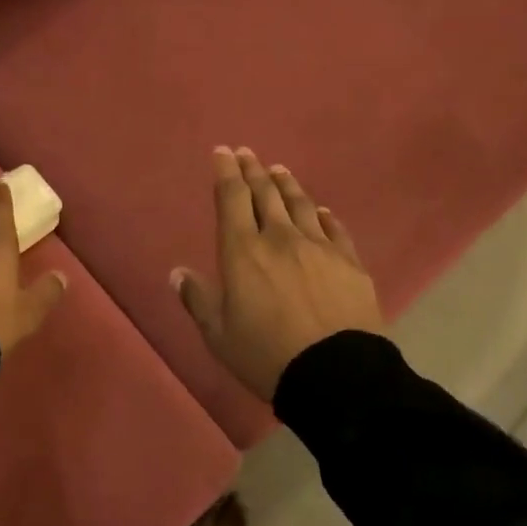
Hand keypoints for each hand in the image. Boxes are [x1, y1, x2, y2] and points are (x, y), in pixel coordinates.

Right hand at [172, 148, 383, 400]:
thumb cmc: (267, 355)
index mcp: (243, 251)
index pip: (232, 198)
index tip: (223, 151)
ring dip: (286, 184)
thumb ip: (198, 299)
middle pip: (265, 193)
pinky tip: (321, 210)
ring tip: (279, 170)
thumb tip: (177, 272)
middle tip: (247, 152)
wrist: (336, 374)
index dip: (226, 172)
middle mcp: (280, 237)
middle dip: (254, 170)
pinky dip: (324, 215)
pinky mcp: (349, 262)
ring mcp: (318, 247)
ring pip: (300, 204)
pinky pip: (335, 229)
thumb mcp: (219, 334)